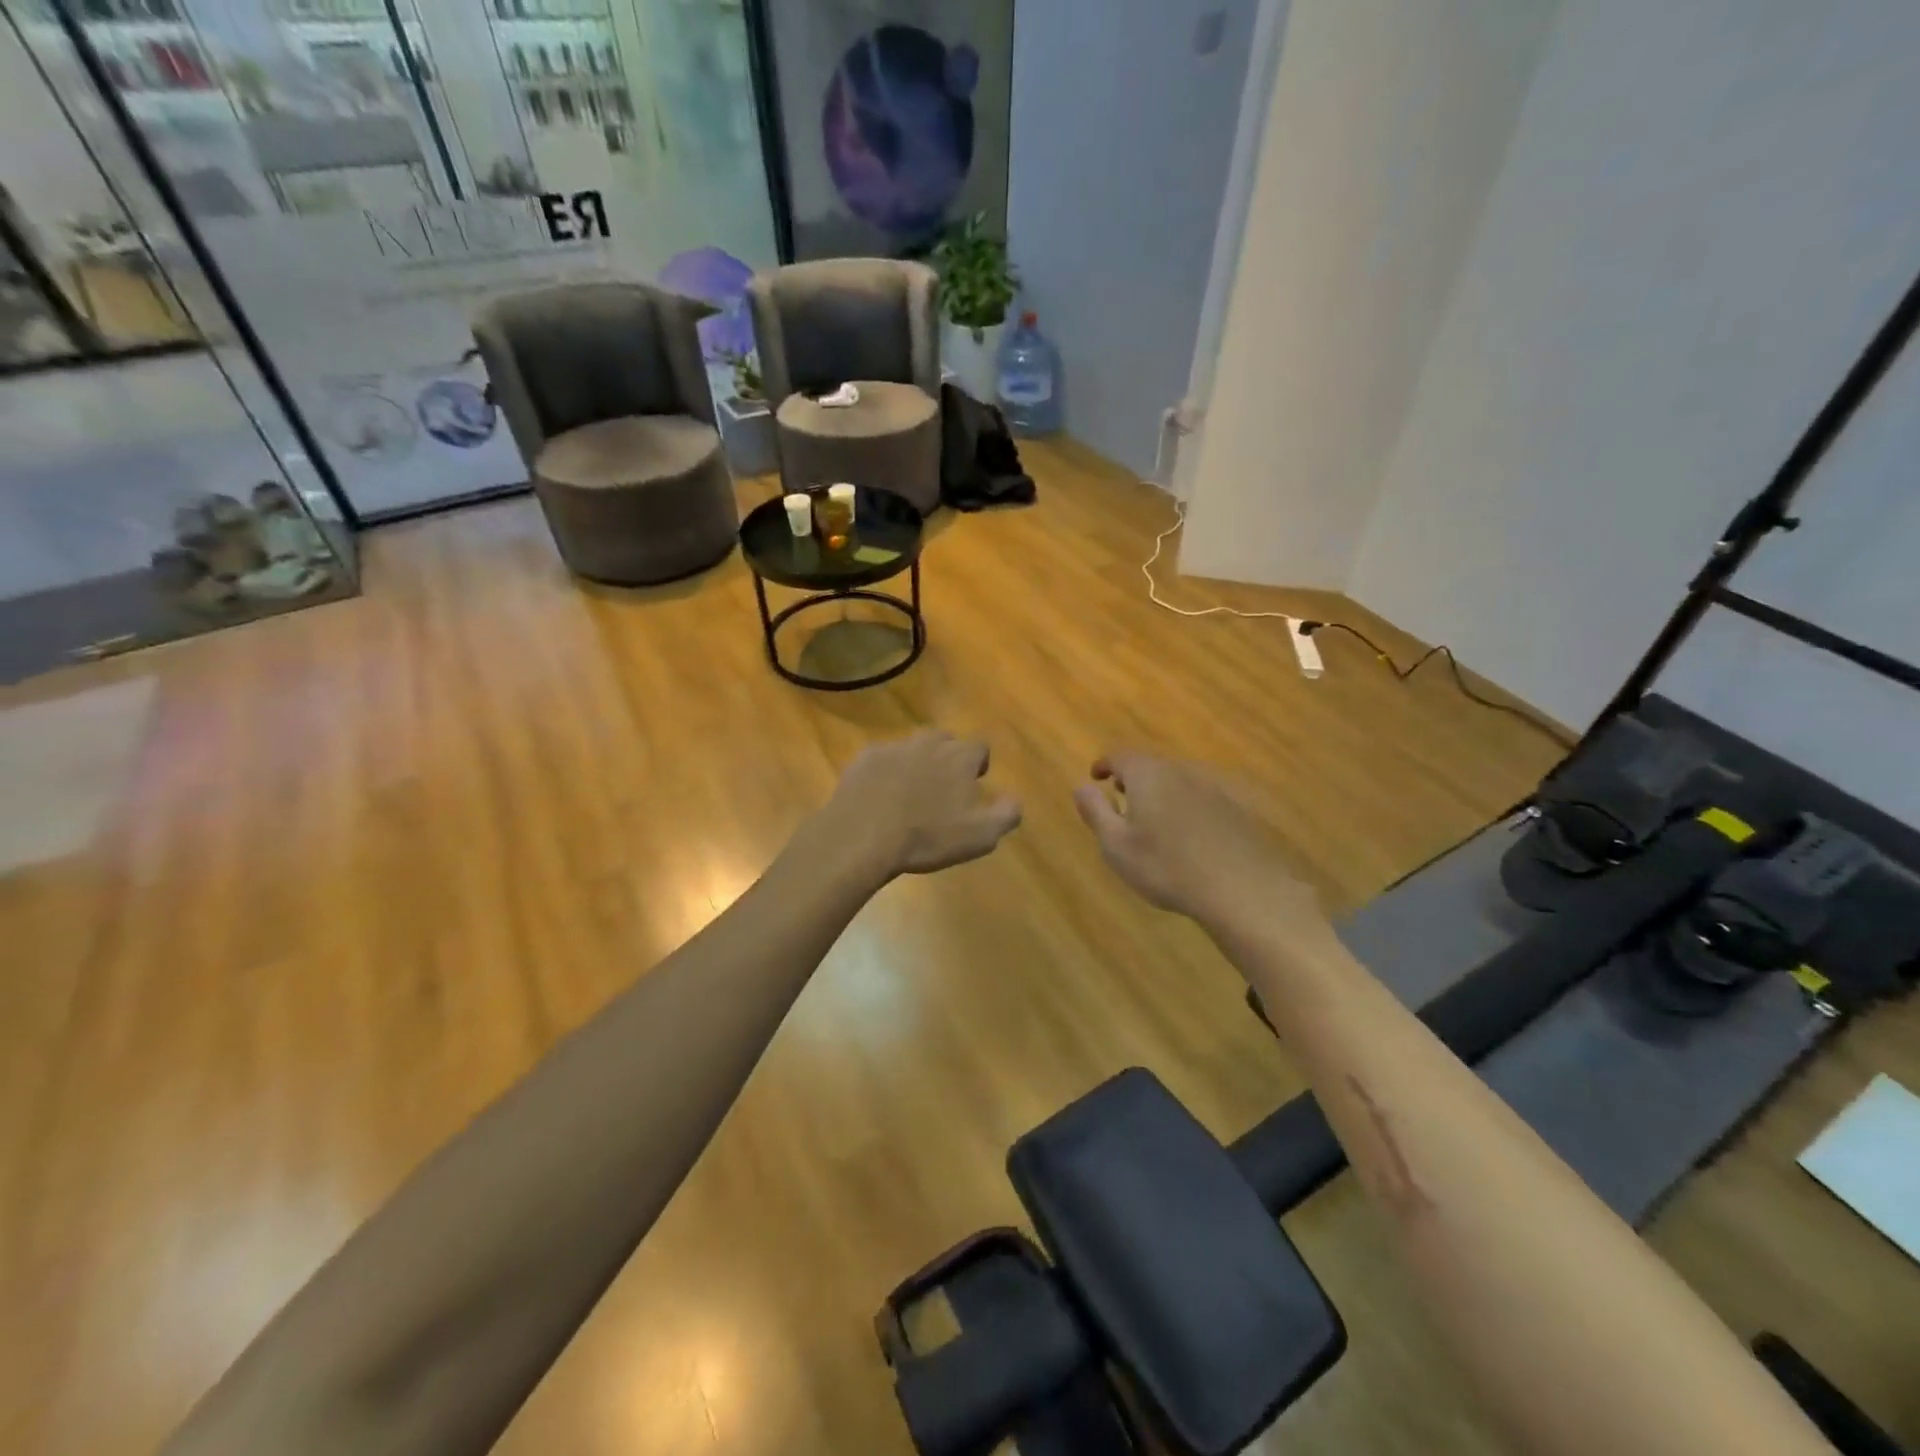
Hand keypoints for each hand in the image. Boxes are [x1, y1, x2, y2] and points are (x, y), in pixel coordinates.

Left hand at [818, 731, 1021, 880]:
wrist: (863, 835)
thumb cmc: (928, 836)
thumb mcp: (981, 835)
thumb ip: (1006, 814)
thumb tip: (1014, 798)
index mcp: (959, 758)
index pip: (980, 746)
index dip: (979, 763)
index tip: (974, 782)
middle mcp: (928, 743)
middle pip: (944, 740)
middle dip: (947, 757)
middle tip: (942, 786)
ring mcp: (893, 748)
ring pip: (911, 747)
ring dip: (915, 763)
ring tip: (910, 792)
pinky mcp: (863, 759)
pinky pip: (881, 759)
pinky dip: (884, 772)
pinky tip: (879, 796)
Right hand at [1073, 751, 1326, 934]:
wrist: (1240, 888)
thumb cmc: (1166, 867)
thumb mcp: (1116, 845)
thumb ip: (1095, 812)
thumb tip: (1081, 787)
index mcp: (1148, 776)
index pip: (1121, 757)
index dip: (1105, 764)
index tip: (1096, 777)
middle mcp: (1180, 772)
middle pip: (1151, 766)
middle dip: (1132, 778)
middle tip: (1120, 798)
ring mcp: (1212, 789)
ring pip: (1177, 782)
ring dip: (1160, 793)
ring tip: (1151, 819)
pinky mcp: (1234, 810)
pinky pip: (1200, 799)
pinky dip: (1185, 807)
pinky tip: (1186, 836)